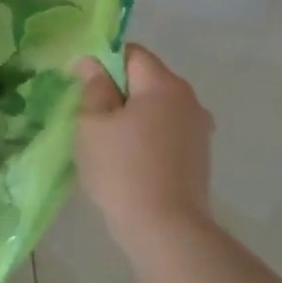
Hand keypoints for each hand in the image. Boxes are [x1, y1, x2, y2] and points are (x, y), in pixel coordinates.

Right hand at [74, 42, 214, 237]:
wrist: (165, 228)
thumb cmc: (122, 169)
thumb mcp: (93, 124)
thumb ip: (94, 88)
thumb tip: (93, 64)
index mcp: (164, 85)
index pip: (132, 54)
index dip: (104, 62)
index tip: (83, 87)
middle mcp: (188, 99)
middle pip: (147, 79)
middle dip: (118, 91)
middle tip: (89, 116)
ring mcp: (198, 129)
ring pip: (157, 107)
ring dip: (132, 115)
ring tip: (107, 142)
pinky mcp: (198, 156)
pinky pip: (166, 131)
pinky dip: (146, 136)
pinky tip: (129, 160)